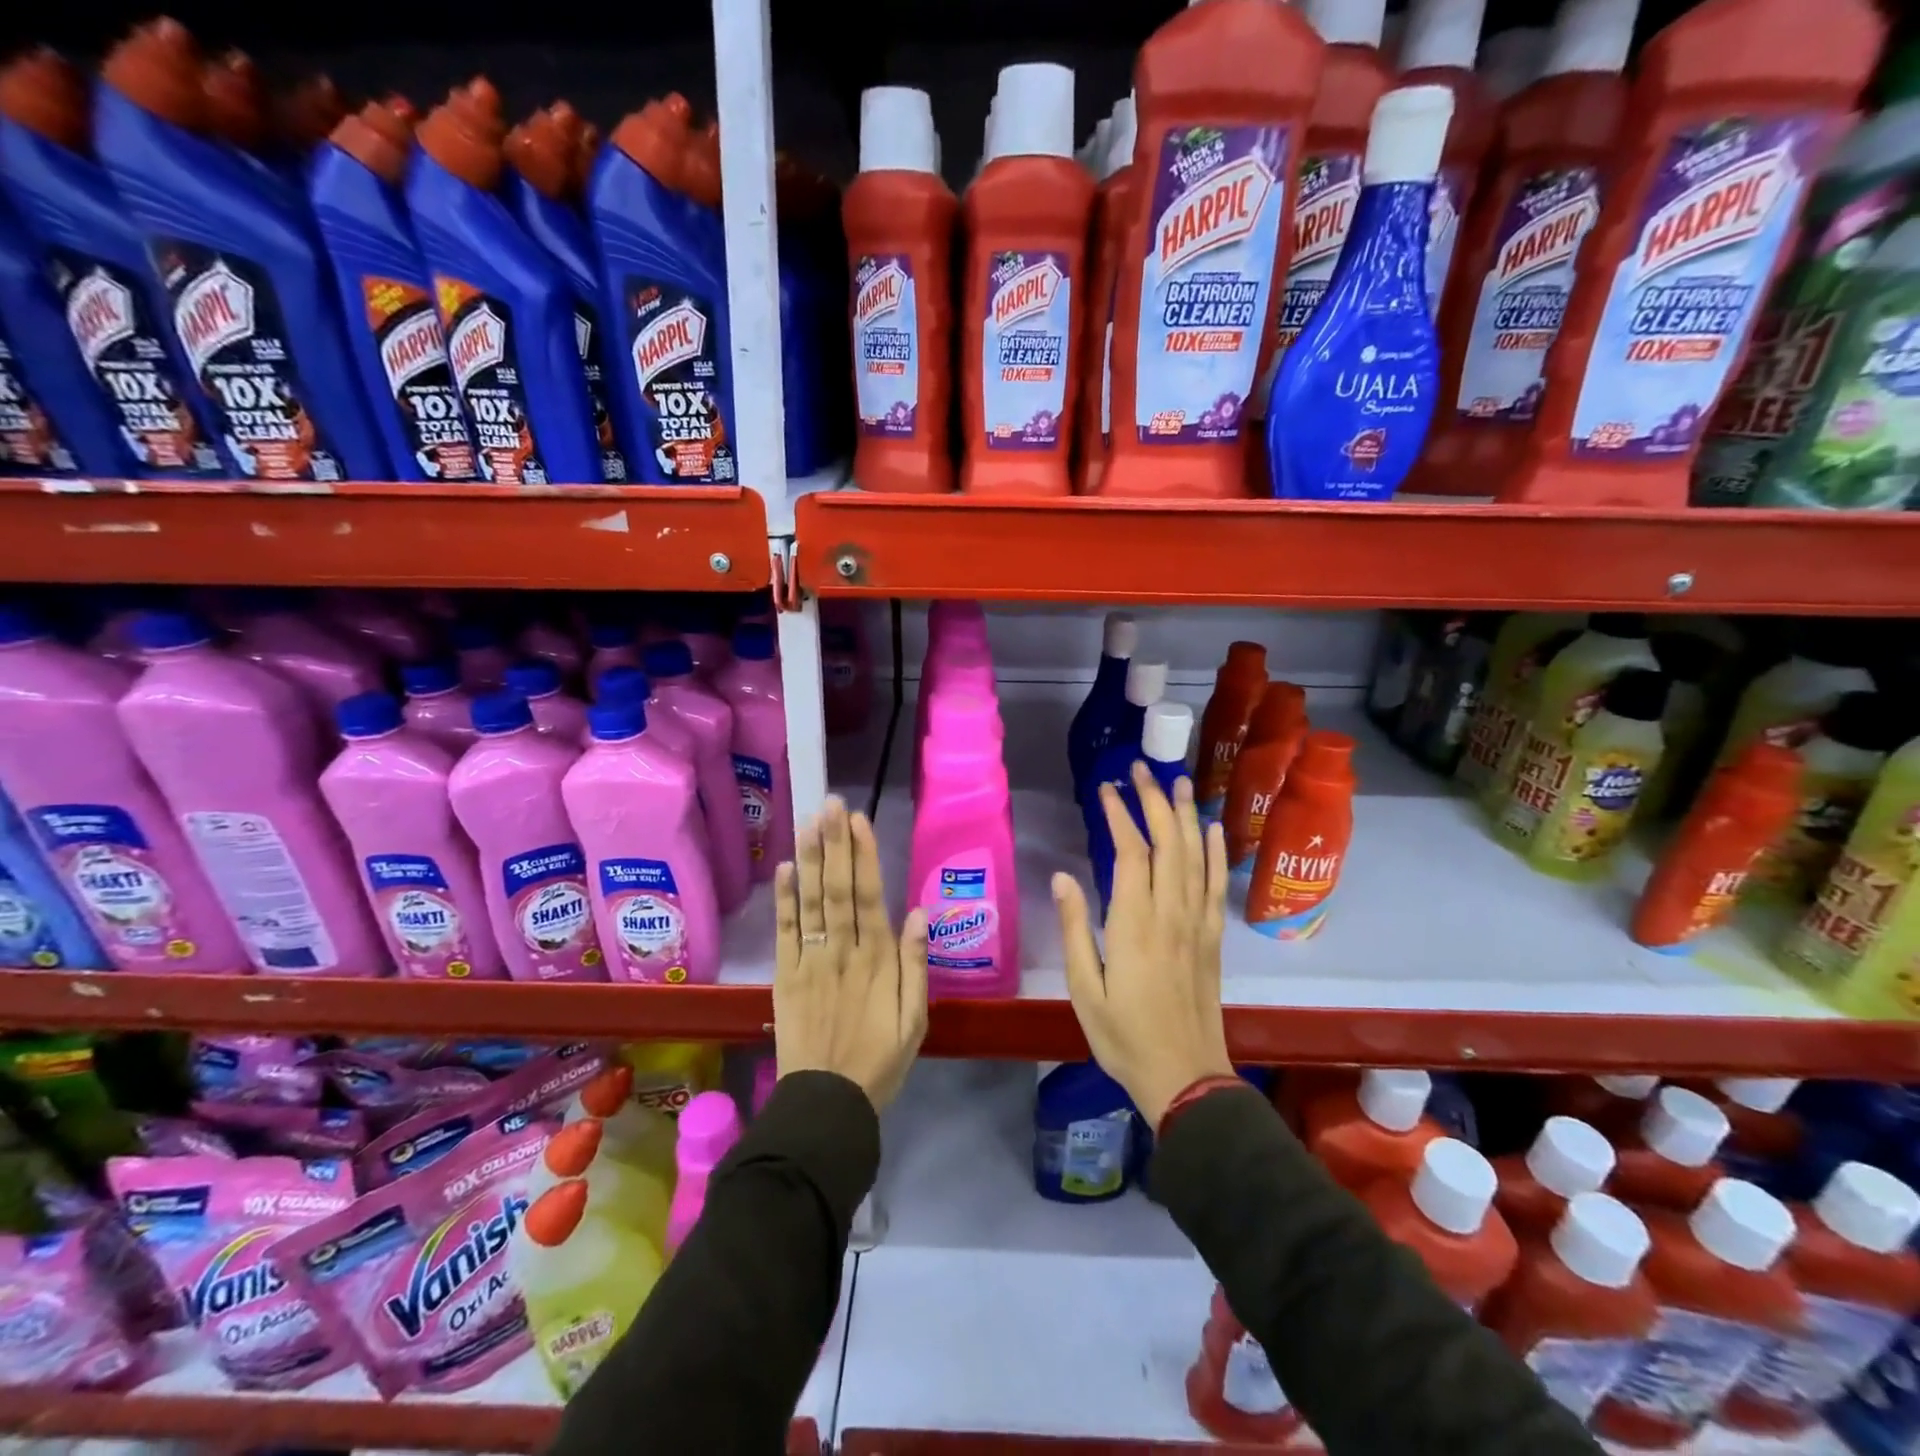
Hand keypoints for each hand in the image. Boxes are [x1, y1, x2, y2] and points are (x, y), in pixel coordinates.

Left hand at [773, 796, 928, 1110]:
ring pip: (810, 902)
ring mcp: (810, 961)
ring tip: (809, 821)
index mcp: (877, 961)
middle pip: (837, 889)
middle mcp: (842, 952)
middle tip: (829, 804)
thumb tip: (919, 913)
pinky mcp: (785, 976)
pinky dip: (784, 899)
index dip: (863, 856)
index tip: (858, 820)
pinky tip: (785, 867)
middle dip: (834, 844)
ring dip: (810, 859)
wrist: (826, 1103)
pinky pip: (785, 932)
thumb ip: (915, 966)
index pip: (870, 896)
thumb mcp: (915, 1021)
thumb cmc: (880, 1061)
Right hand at [1053, 763, 1233, 1126]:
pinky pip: (1217, 886)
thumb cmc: (1123, 1036)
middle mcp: (1171, 914)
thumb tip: (1063, 877)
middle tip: (1140, 769)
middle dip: (1153, 801)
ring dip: (1185, 815)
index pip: (1130, 852)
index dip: (1119, 815)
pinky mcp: (1213, 938)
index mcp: (1134, 924)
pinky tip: (1213, 829)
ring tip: (1177, 781)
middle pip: (1167, 843)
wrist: (1185, 1077)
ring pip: (1194, 856)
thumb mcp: (1083, 989)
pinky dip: (1217, 853)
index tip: (1106, 788)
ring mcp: (1198, 924)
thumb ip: (1075, 928)